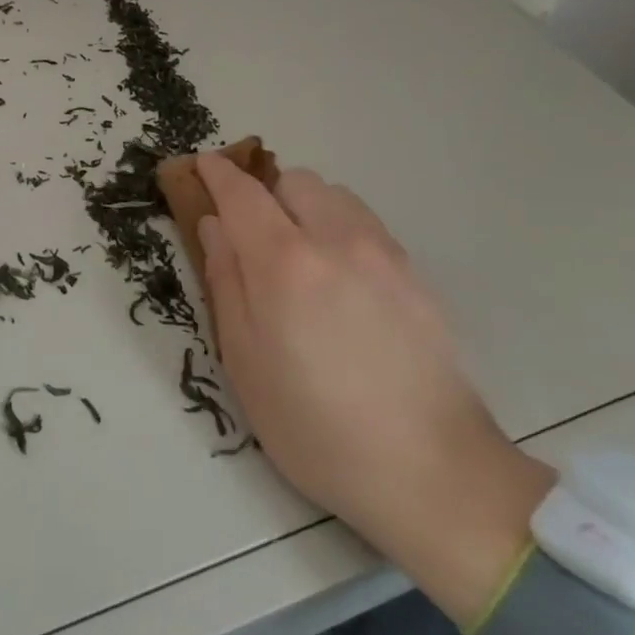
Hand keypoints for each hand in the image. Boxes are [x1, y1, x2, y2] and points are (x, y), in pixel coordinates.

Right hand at [196, 155, 553, 621]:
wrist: (430, 469)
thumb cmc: (315, 426)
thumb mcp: (244, 362)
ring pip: (335, 195)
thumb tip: (214, 225)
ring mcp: (384, 253)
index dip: (217, 174)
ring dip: (305, 207)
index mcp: (285, 263)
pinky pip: (366, 224)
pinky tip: (341, 281)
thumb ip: (225, 281)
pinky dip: (340, 227)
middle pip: (294, 181)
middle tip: (253, 237)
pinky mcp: (416, 273)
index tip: (203, 165)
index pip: (242, 194)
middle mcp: (337, 240)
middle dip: (266, 194)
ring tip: (300, 258)